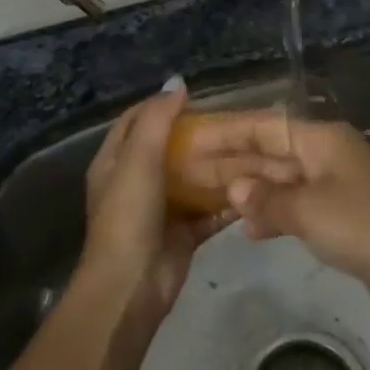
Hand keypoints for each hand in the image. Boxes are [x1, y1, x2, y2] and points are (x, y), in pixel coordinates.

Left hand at [80, 82, 292, 314]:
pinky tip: (254, 187)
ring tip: (251, 148)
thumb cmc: (128, 216)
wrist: (132, 286)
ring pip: (193, 180)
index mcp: (115, 162)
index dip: (161, 105)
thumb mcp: (138, 160)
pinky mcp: (183, 233)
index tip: (195, 95)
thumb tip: (178, 83)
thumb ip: (156, 120)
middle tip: (233, 121)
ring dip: (217, 168)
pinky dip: (228, 201)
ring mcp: (161, 209)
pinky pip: (209, 211)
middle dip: (198, 136)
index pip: (136, 120)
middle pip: (169, 149)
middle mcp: (136, 181)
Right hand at [187, 110, 369, 320]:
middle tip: (186, 171)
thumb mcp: (309, 210)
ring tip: (207, 199)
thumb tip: (234, 189)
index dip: (224, 132)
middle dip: (231, 162)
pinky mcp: (342, 217)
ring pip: (281, 181)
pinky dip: (273, 215)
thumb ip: (267, 198)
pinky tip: (248, 229)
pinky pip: (296, 207)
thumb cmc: (364, 229)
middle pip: (270, 152)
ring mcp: (336, 186)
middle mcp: (327, 155)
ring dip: (249, 190)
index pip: (263, 126)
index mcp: (322, 139)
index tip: (189, 138)